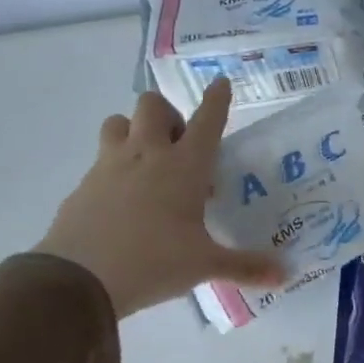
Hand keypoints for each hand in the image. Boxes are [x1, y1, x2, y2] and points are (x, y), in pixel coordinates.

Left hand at [35, 78, 284, 317]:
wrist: (78, 279)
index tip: (222, 83)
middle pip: (152, 105)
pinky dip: (115, 169)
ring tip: (148, 162)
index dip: (217, 100)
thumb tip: (285, 275)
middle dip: (168, 114)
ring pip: (118, 123)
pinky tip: (124, 200)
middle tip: (180, 145)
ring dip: (135, 131)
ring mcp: (109, 167)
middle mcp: (146, 156)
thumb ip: (245, 266)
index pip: (206, 121)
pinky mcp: (84, 186)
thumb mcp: (205, 265)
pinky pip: (100, 161)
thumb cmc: (153, 262)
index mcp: (183, 167)